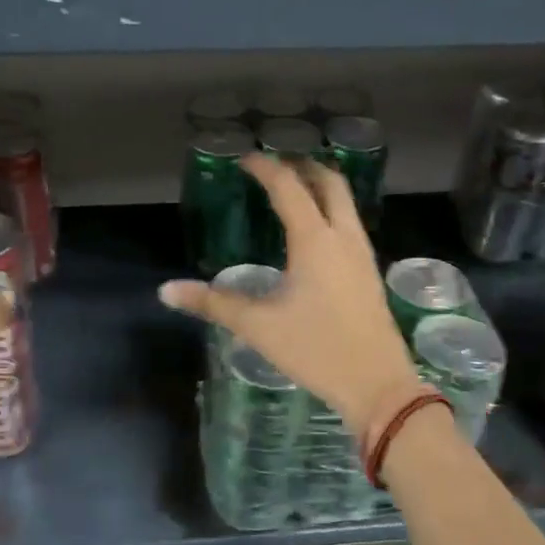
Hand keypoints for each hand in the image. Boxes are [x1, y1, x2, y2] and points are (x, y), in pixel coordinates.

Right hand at [159, 155, 418, 432]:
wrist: (378, 384)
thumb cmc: (316, 349)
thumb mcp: (258, 327)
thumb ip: (212, 304)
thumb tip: (166, 291)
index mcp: (315, 240)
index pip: (288, 187)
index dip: (265, 168)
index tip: (245, 160)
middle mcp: (343, 237)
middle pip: (330, 183)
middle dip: (303, 166)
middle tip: (275, 166)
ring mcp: (362, 254)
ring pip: (346, 203)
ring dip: (321, 187)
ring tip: (294, 191)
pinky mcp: (370, 273)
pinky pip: (351, 225)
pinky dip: (332, 211)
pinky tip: (315, 234)